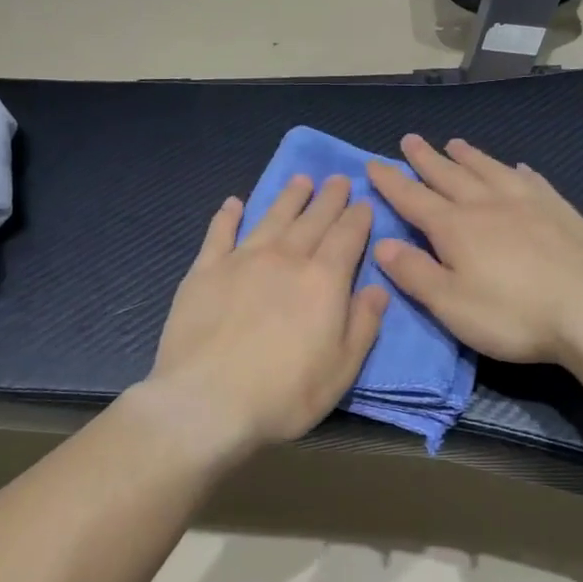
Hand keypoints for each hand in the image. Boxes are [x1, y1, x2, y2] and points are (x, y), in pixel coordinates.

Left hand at [146, 175, 389, 452]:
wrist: (207, 402)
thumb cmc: (284, 394)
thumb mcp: (342, 370)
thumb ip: (363, 325)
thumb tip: (378, 289)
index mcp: (323, 280)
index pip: (347, 236)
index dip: (358, 217)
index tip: (364, 202)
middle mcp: (285, 258)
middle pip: (312, 220)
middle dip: (329, 198)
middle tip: (338, 179)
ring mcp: (241, 260)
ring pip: (271, 217)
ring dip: (288, 197)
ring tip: (300, 181)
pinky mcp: (204, 271)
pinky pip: (219, 233)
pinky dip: (228, 216)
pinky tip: (233, 203)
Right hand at [366, 135, 582, 366]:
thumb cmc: (512, 313)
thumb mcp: (450, 303)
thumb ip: (414, 272)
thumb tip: (381, 244)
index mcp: (454, 227)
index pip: (413, 198)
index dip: (391, 182)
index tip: (373, 164)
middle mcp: (486, 204)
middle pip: (449, 175)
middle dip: (425, 158)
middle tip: (410, 139)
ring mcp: (527, 202)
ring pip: (489, 170)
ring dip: (468, 156)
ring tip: (455, 143)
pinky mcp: (560, 210)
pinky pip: (531, 180)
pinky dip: (515, 171)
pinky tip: (516, 167)